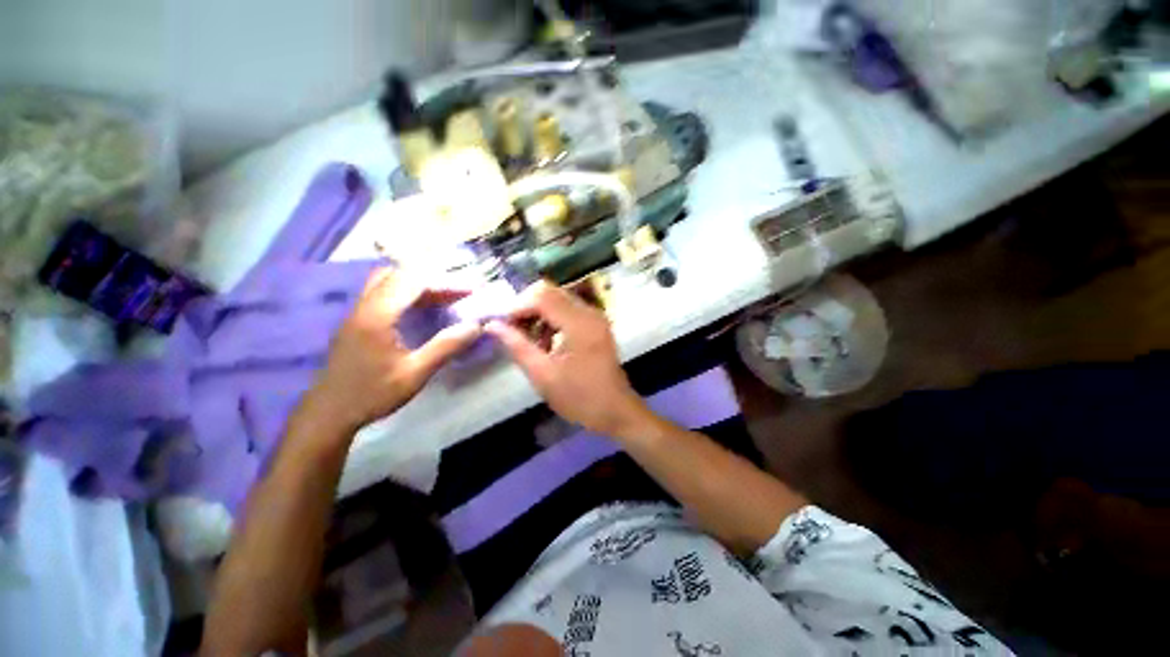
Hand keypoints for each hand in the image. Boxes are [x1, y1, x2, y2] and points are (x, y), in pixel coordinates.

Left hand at [303, 267, 481, 433]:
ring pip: (388, 281)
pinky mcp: (356, 320)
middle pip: (399, 275)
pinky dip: (406, 294)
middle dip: (432, 281)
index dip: (445, 283)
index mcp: (377, 316)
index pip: (413, 282)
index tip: (470, 292)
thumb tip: (475, 326)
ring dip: (417, 285)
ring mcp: (357, 312)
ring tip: (442, 300)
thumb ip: (445, 347)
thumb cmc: (372, 394)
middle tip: (456, 296)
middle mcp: (364, 306)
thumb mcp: (415, 373)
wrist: (329, 413)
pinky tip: (420, 311)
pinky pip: (383, 293)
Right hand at [485, 281, 650, 437]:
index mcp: (579, 323)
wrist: (615, 410)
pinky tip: (546, 342)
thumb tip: (492, 325)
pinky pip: (568, 309)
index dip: (517, 306)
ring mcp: (595, 316)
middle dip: (526, 306)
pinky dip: (552, 319)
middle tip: (513, 329)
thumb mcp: (542, 375)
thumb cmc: (579, 397)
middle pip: (550, 291)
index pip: (541, 296)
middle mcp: (589, 312)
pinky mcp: (596, 323)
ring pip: (558, 299)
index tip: (501, 325)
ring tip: (529, 340)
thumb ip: (517, 346)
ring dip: (539, 313)